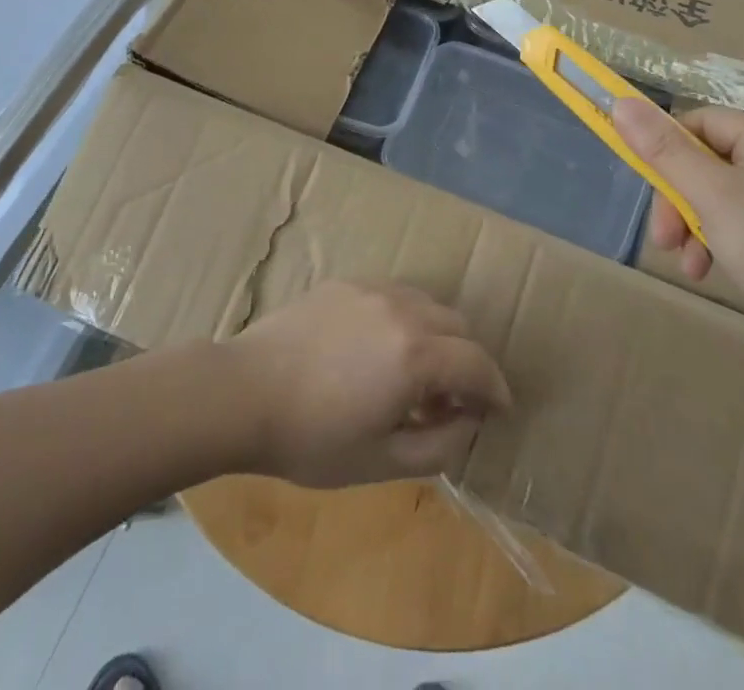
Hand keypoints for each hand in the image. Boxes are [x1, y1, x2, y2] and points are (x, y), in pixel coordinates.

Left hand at [224, 281, 512, 487]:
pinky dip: (406, 318)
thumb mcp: (382, 461)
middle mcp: (402, 309)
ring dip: (438, 336)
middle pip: (458, 326)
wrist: (244, 392)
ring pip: (428, 303)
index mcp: (416, 353)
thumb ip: (439, 445)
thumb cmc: (312, 438)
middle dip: (467, 362)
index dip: (496, 389)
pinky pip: (394, 294)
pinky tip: (381, 348)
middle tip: (451, 401)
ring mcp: (372, 289)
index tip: (499, 410)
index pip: (477, 363)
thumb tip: (468, 420)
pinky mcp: (346, 282)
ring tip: (415, 373)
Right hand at [612, 98, 743, 331]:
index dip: (666, 151)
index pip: (699, 123)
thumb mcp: (708, 195)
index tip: (651, 190)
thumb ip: (662, 149)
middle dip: (678, 201)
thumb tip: (620, 102)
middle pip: (707, 161)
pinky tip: (710, 269)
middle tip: (663, 240)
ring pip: (721, 193)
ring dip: (694, 225)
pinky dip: (721, 239)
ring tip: (687, 264)